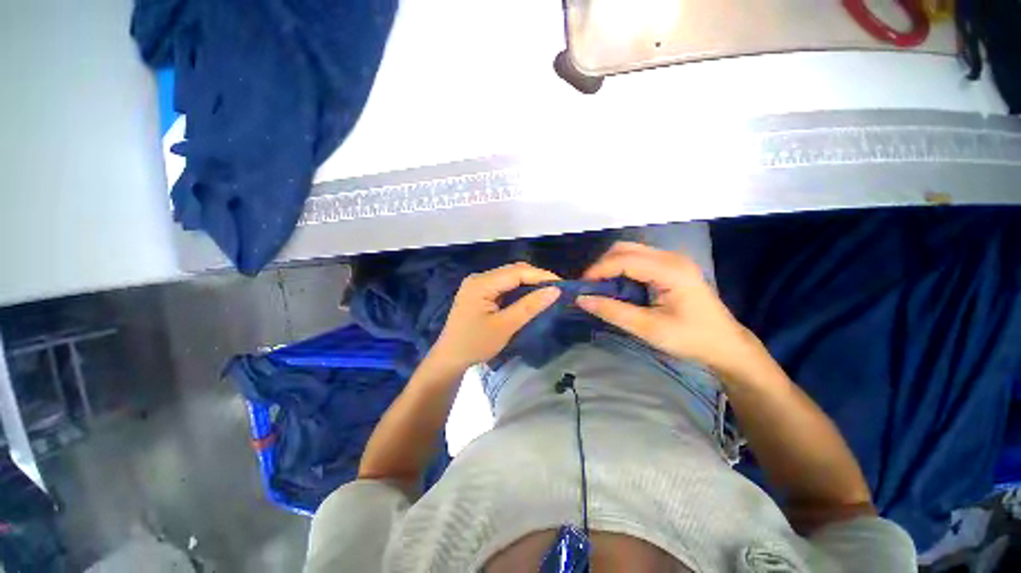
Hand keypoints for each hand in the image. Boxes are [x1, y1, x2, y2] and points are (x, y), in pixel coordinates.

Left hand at [429, 262, 561, 371]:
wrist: (449, 358)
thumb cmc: (475, 344)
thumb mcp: (505, 326)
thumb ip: (530, 306)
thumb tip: (555, 290)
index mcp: (482, 283)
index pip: (517, 271)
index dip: (541, 276)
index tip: (562, 285)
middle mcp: (479, 278)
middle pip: (513, 271)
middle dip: (536, 278)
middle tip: (556, 290)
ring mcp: (478, 284)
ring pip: (509, 277)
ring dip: (528, 283)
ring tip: (547, 292)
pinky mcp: (479, 292)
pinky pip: (503, 285)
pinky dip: (518, 289)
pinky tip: (529, 296)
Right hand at [576, 241, 760, 376]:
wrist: (726, 345)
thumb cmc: (690, 339)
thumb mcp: (649, 329)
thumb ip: (613, 311)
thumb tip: (581, 299)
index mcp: (670, 270)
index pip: (624, 259)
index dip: (598, 270)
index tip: (581, 287)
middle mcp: (671, 257)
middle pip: (625, 248)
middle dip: (602, 265)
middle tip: (590, 287)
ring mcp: (673, 260)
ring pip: (631, 251)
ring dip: (611, 265)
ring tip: (600, 287)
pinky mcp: (672, 266)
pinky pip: (639, 259)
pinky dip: (622, 268)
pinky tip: (618, 285)